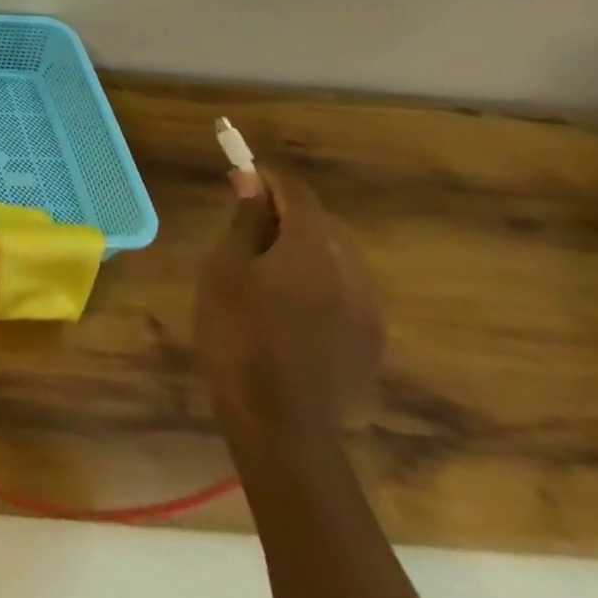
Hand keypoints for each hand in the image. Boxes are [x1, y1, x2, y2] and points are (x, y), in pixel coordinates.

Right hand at [194, 168, 384, 442]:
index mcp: (314, 248)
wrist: (281, 423)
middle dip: (286, 213)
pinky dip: (318, 282)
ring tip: (264, 267)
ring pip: (336, 258)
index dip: (268, 176)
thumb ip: (246, 220)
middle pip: (321, 223)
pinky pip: (345, 292)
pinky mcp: (371, 343)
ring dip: (304, 248)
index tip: (239, 174)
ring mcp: (368, 311)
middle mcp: (352, 272)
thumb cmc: (238, 332)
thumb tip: (252, 180)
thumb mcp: (226, 268)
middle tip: (244, 223)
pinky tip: (288, 306)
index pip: (297, 192)